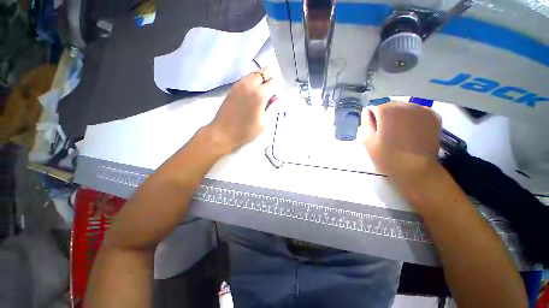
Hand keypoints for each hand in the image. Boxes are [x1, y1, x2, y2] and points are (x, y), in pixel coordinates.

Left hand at [207, 67, 277, 153]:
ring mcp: (239, 84)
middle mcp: (250, 85)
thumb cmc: (246, 131)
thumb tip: (276, 98)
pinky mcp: (233, 88)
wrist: (223, 133)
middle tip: (269, 94)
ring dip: (260, 80)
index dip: (277, 89)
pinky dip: (252, 82)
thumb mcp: (265, 122)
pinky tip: (250, 95)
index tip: (275, 98)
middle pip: (264, 71)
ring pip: (254, 73)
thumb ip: (273, 107)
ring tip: (259, 95)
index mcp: (260, 94)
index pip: (274, 81)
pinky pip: (246, 79)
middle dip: (269, 80)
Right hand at [359, 101, 441, 191]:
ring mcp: (422, 109)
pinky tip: (412, 131)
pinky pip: (417, 112)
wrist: (416, 170)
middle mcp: (405, 105)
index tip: (374, 132)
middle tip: (386, 133)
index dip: (371, 120)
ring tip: (400, 133)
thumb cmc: (387, 156)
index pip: (373, 108)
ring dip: (398, 117)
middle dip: (385, 117)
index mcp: (386, 110)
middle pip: (389, 106)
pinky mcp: (434, 116)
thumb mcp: (366, 141)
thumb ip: (364, 124)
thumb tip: (367, 114)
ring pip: (403, 108)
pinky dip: (412, 118)